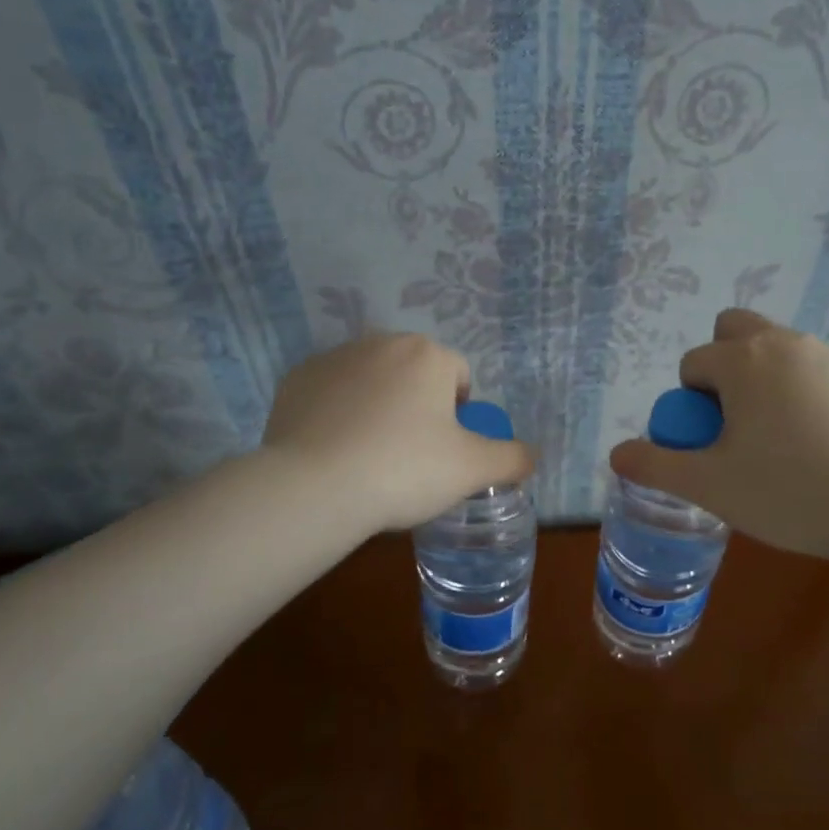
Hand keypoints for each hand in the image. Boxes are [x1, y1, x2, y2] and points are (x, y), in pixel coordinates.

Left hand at [262, 333, 534, 531]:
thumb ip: (512, 458)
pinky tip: (333, 451)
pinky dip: (337, 414)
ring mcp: (333, 358)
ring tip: (368, 456)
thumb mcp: (472, 470)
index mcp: (426, 355)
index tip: (445, 450)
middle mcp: (380, 343)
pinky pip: (331, 394)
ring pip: (370, 380)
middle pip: (413, 374)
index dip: (459, 414)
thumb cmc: (404, 470)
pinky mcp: (296, 380)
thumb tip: (532, 454)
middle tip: (409, 455)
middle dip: (417, 406)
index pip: (458, 375)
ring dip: (377, 406)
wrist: (315, 486)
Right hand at [608, 309, 828, 559]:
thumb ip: (655, 465)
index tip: (709, 442)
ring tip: (790, 442)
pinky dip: (821, 398)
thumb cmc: (787, 491)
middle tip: (740, 422)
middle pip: (739, 329)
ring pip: (788, 353)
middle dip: (727, 364)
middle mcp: (790, 344)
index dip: (691, 403)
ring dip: (774, 381)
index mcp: (743, 361)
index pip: (695, 364)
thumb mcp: (708, 486)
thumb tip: (617, 454)